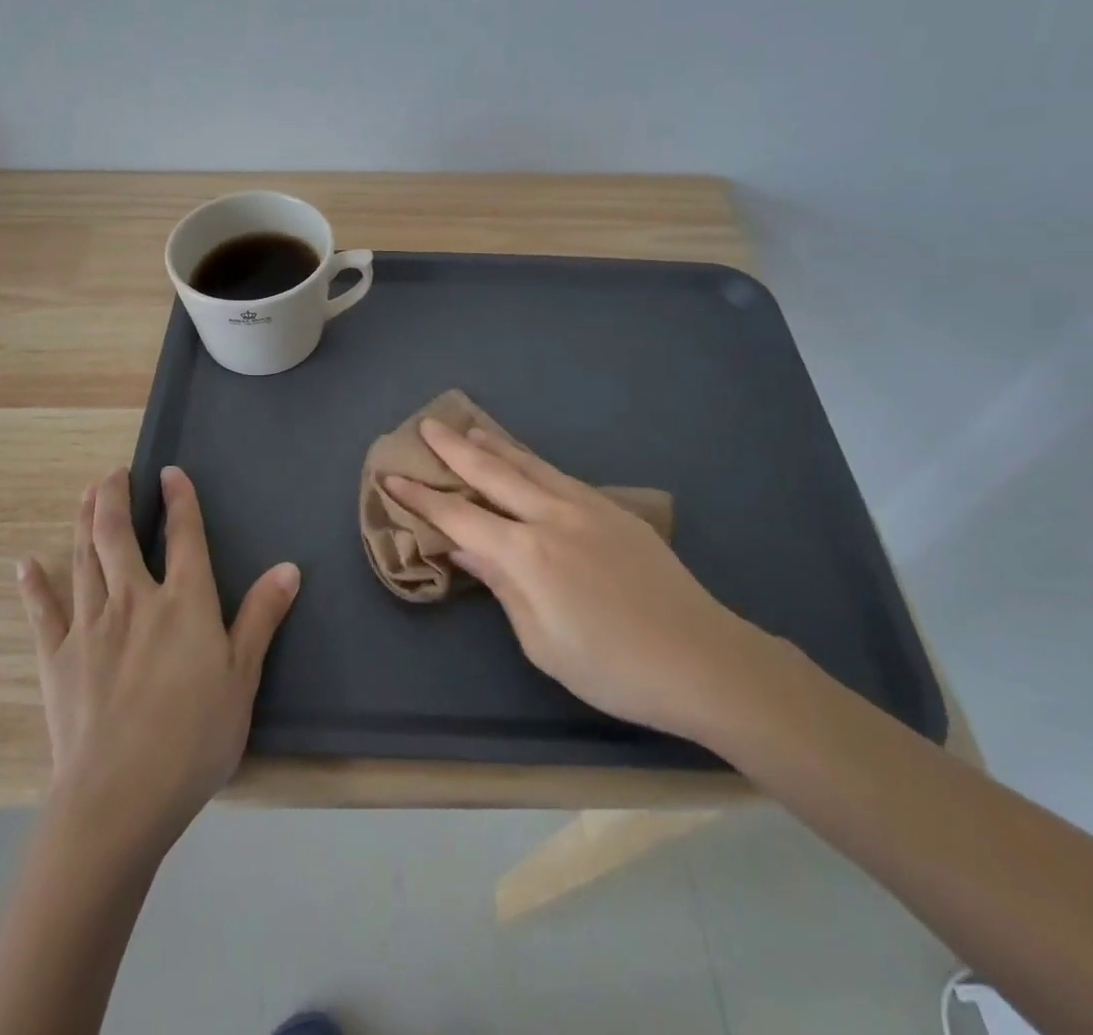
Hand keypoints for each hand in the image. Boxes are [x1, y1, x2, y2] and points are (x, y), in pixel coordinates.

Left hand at [15, 465, 299, 853]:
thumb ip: (262, 617)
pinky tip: (25, 564)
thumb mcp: (242, 677)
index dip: (179, 500)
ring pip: (84, 560)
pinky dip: (34, 586)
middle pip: (118, 536)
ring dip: (84, 522)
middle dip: (115, 497)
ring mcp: (90, 627)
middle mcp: (134, 600)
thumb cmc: (194, 737)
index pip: (183, 536)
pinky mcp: (56, 659)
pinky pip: (43, 613)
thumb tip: (288, 567)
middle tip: (113, 473)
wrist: (120, 797)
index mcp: (183, 603)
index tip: (169, 472)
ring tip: (86, 495)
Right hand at [385, 419, 768, 743]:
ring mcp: (586, 506)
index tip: (391, 477)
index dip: (422, 498)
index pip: (460, 516)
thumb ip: (500, 584)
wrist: (701, 657)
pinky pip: (559, 475)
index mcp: (527, 554)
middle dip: (453, 449)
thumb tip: (464, 546)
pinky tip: (525, 460)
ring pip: (529, 464)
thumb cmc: (611, 667)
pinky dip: (531, 461)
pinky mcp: (613, 510)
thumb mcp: (541, 640)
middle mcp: (551, 516)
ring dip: (494, 445)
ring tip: (469, 427)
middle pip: (492, 472)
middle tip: (426, 425)